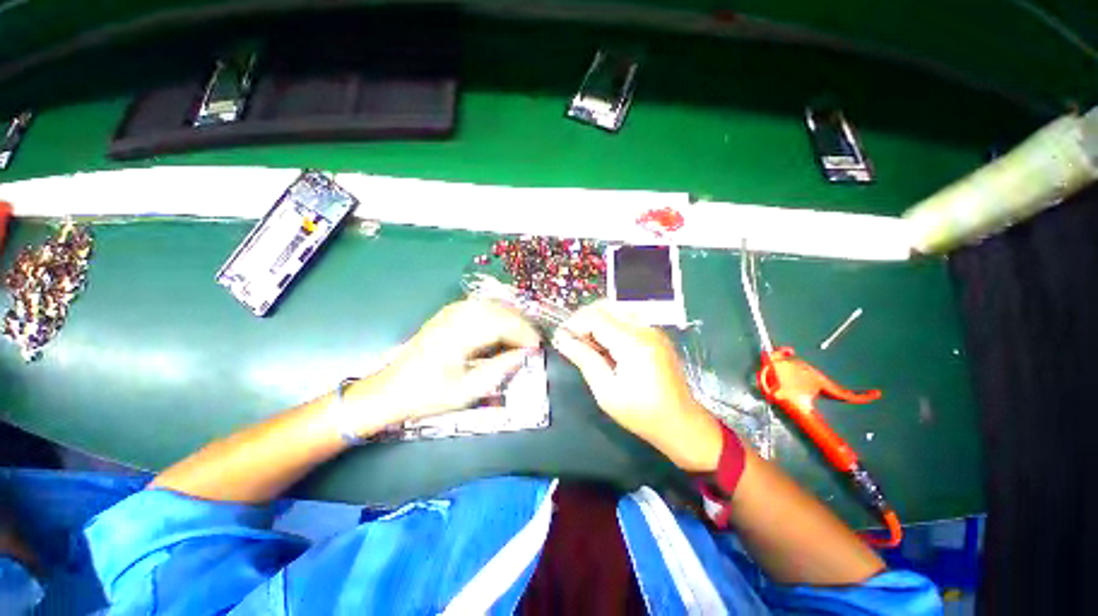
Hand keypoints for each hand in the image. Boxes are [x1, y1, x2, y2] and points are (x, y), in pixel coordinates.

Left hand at [345, 300, 540, 428]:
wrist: (389, 390)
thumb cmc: (427, 395)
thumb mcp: (466, 392)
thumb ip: (499, 370)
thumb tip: (523, 355)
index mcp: (458, 337)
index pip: (500, 325)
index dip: (523, 333)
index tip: (537, 347)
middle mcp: (454, 319)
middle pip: (497, 310)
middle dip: (520, 323)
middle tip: (533, 339)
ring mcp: (448, 313)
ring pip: (488, 304)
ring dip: (509, 315)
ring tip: (521, 331)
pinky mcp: (446, 314)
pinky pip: (478, 305)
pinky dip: (496, 311)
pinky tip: (502, 322)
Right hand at [551, 300, 723, 471]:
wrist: (681, 423)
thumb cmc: (642, 413)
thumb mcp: (606, 391)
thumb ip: (584, 359)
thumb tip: (562, 340)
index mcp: (633, 343)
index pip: (595, 317)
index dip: (573, 324)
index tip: (560, 338)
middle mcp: (644, 328)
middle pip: (606, 306)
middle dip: (583, 318)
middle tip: (571, 339)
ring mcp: (652, 329)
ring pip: (616, 309)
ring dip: (596, 320)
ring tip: (587, 343)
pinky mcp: (655, 335)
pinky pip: (626, 318)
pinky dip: (610, 324)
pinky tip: (605, 345)